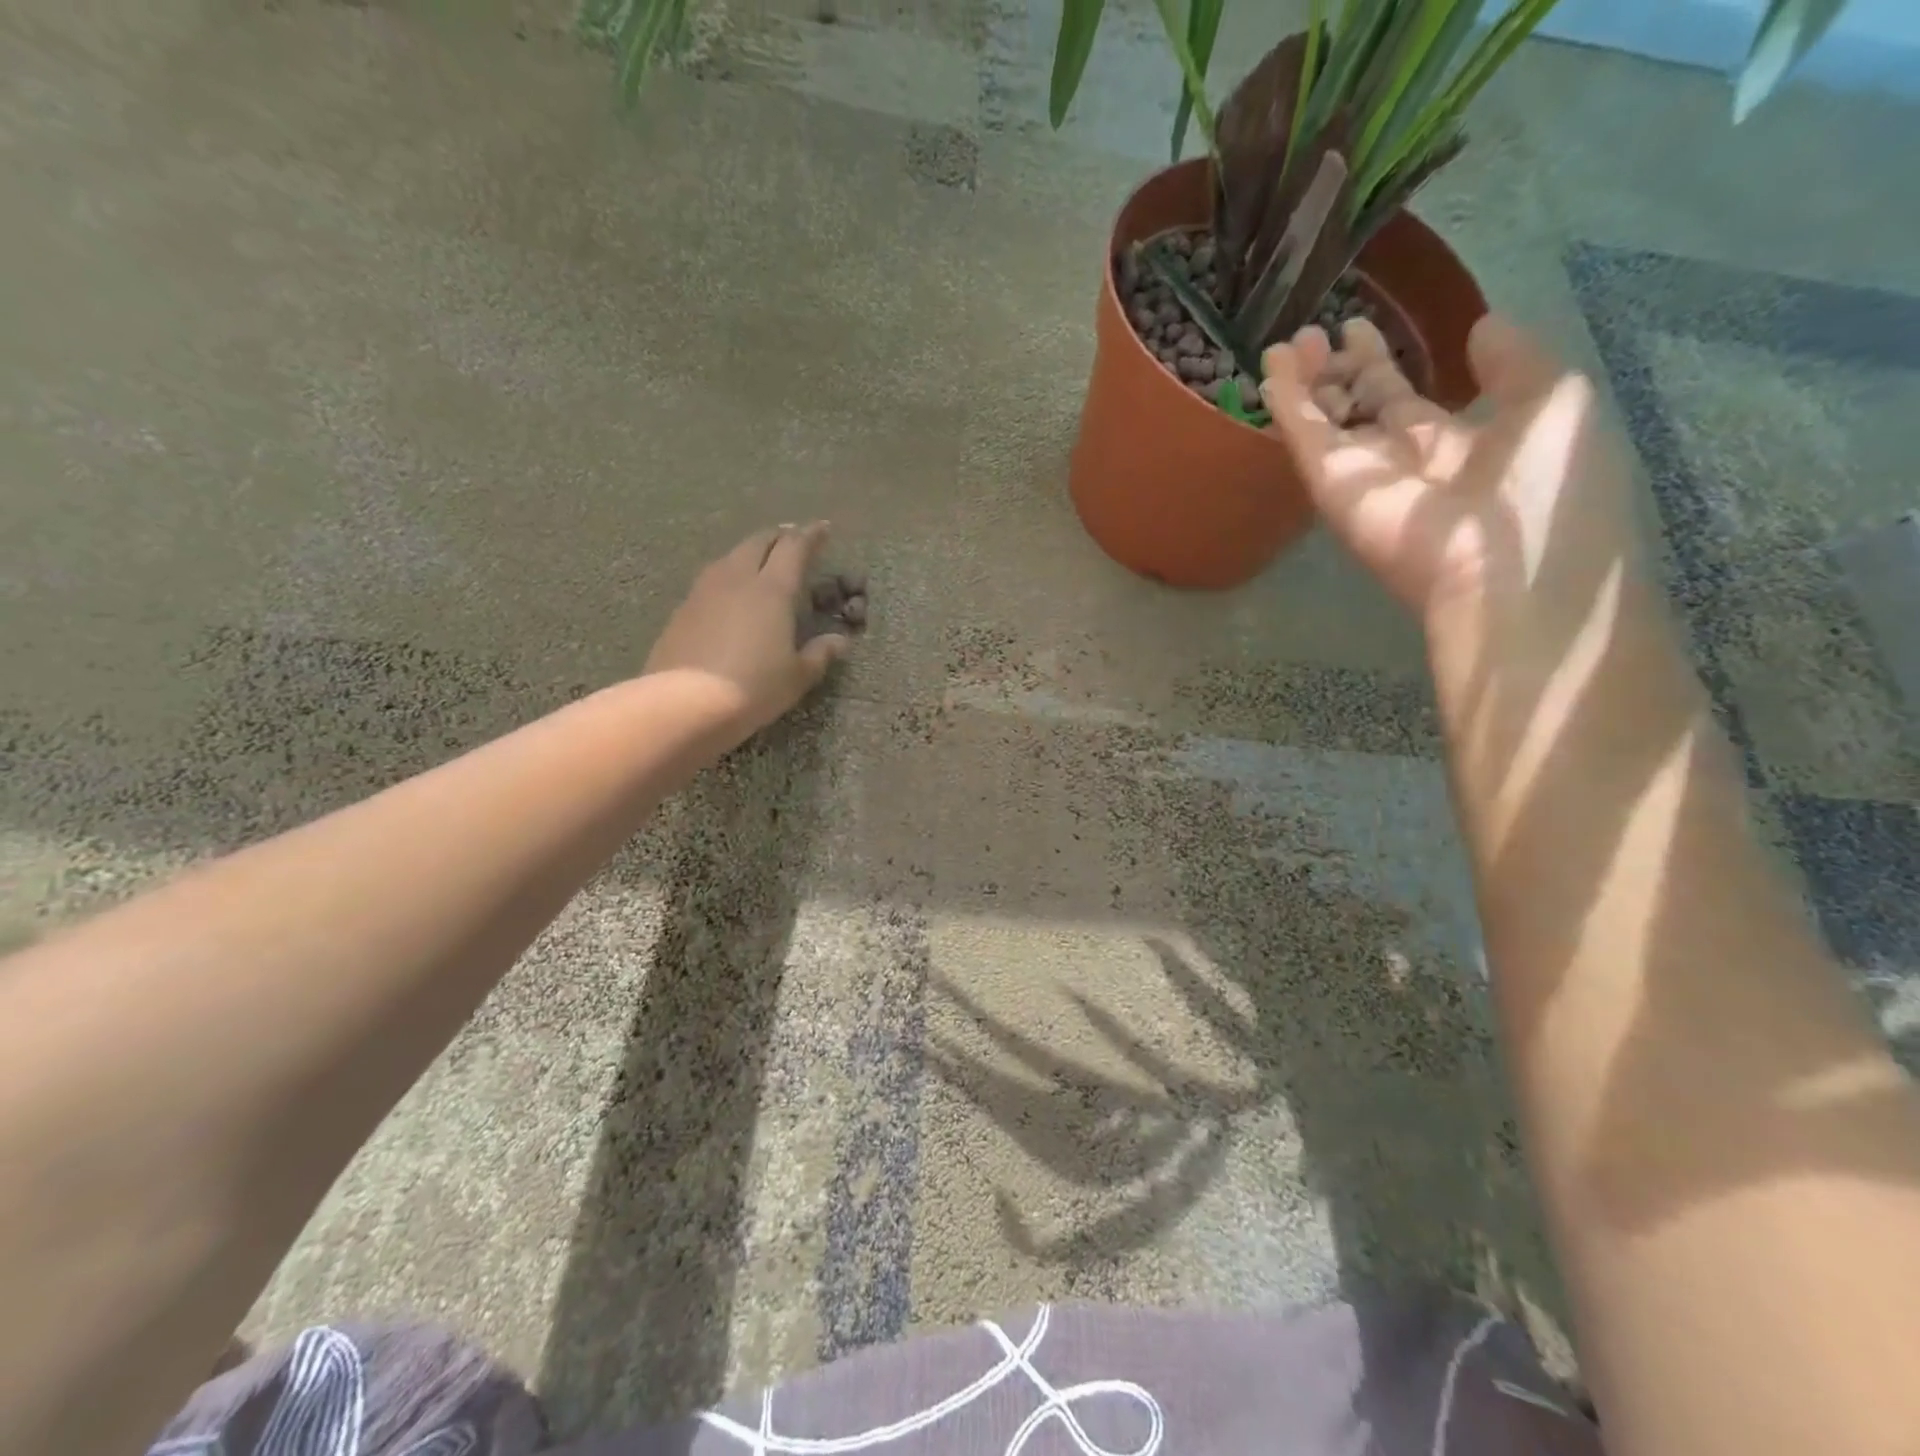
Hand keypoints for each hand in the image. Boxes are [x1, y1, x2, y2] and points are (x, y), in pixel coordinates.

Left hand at [644, 522, 850, 742]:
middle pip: (759, 543)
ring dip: (751, 551)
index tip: (823, 528)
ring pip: (731, 556)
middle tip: (793, 538)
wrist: (683, 703)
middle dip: (779, 536)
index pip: (795, 548)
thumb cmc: (753, 688)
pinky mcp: (683, 609)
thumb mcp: (797, 677)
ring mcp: (704, 591)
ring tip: (762, 559)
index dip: (811, 535)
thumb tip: (839, 641)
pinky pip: (712, 579)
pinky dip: (729, 575)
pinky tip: (731, 591)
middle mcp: (737, 579)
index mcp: (772, 589)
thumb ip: (820, 654)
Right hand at [1260, 315, 1646, 658]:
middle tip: (1315, 333)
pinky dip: (1286, 402)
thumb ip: (1514, 364)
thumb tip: (1480, 328)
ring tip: (1285, 343)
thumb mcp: (1554, 404)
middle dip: (1334, 373)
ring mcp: (1360, 476)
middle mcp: (1398, 461)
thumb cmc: (1545, 490)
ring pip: (1322, 421)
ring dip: (1302, 383)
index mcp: (1452, 445)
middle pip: (1353, 410)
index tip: (1358, 329)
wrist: (1505, 572)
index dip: (1379, 364)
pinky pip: (1303, 437)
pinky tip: (1272, 365)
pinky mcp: (1331, 486)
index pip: (1402, 399)